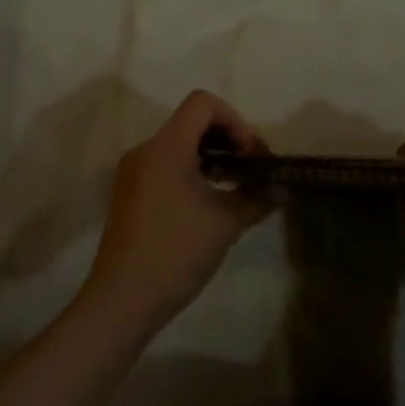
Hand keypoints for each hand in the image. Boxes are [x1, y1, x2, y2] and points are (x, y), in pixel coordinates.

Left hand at [78, 91, 274, 334]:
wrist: (121, 301)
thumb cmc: (175, 253)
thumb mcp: (225, 224)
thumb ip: (256, 198)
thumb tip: (283, 189)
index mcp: (166, 146)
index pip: (203, 103)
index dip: (235, 121)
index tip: (252, 155)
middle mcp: (145, 149)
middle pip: (191, 121)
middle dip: (227, 138)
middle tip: (251, 169)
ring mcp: (132, 171)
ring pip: (177, 143)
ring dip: (210, 155)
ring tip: (234, 185)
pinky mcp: (128, 193)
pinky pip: (164, 164)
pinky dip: (190, 169)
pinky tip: (207, 201)